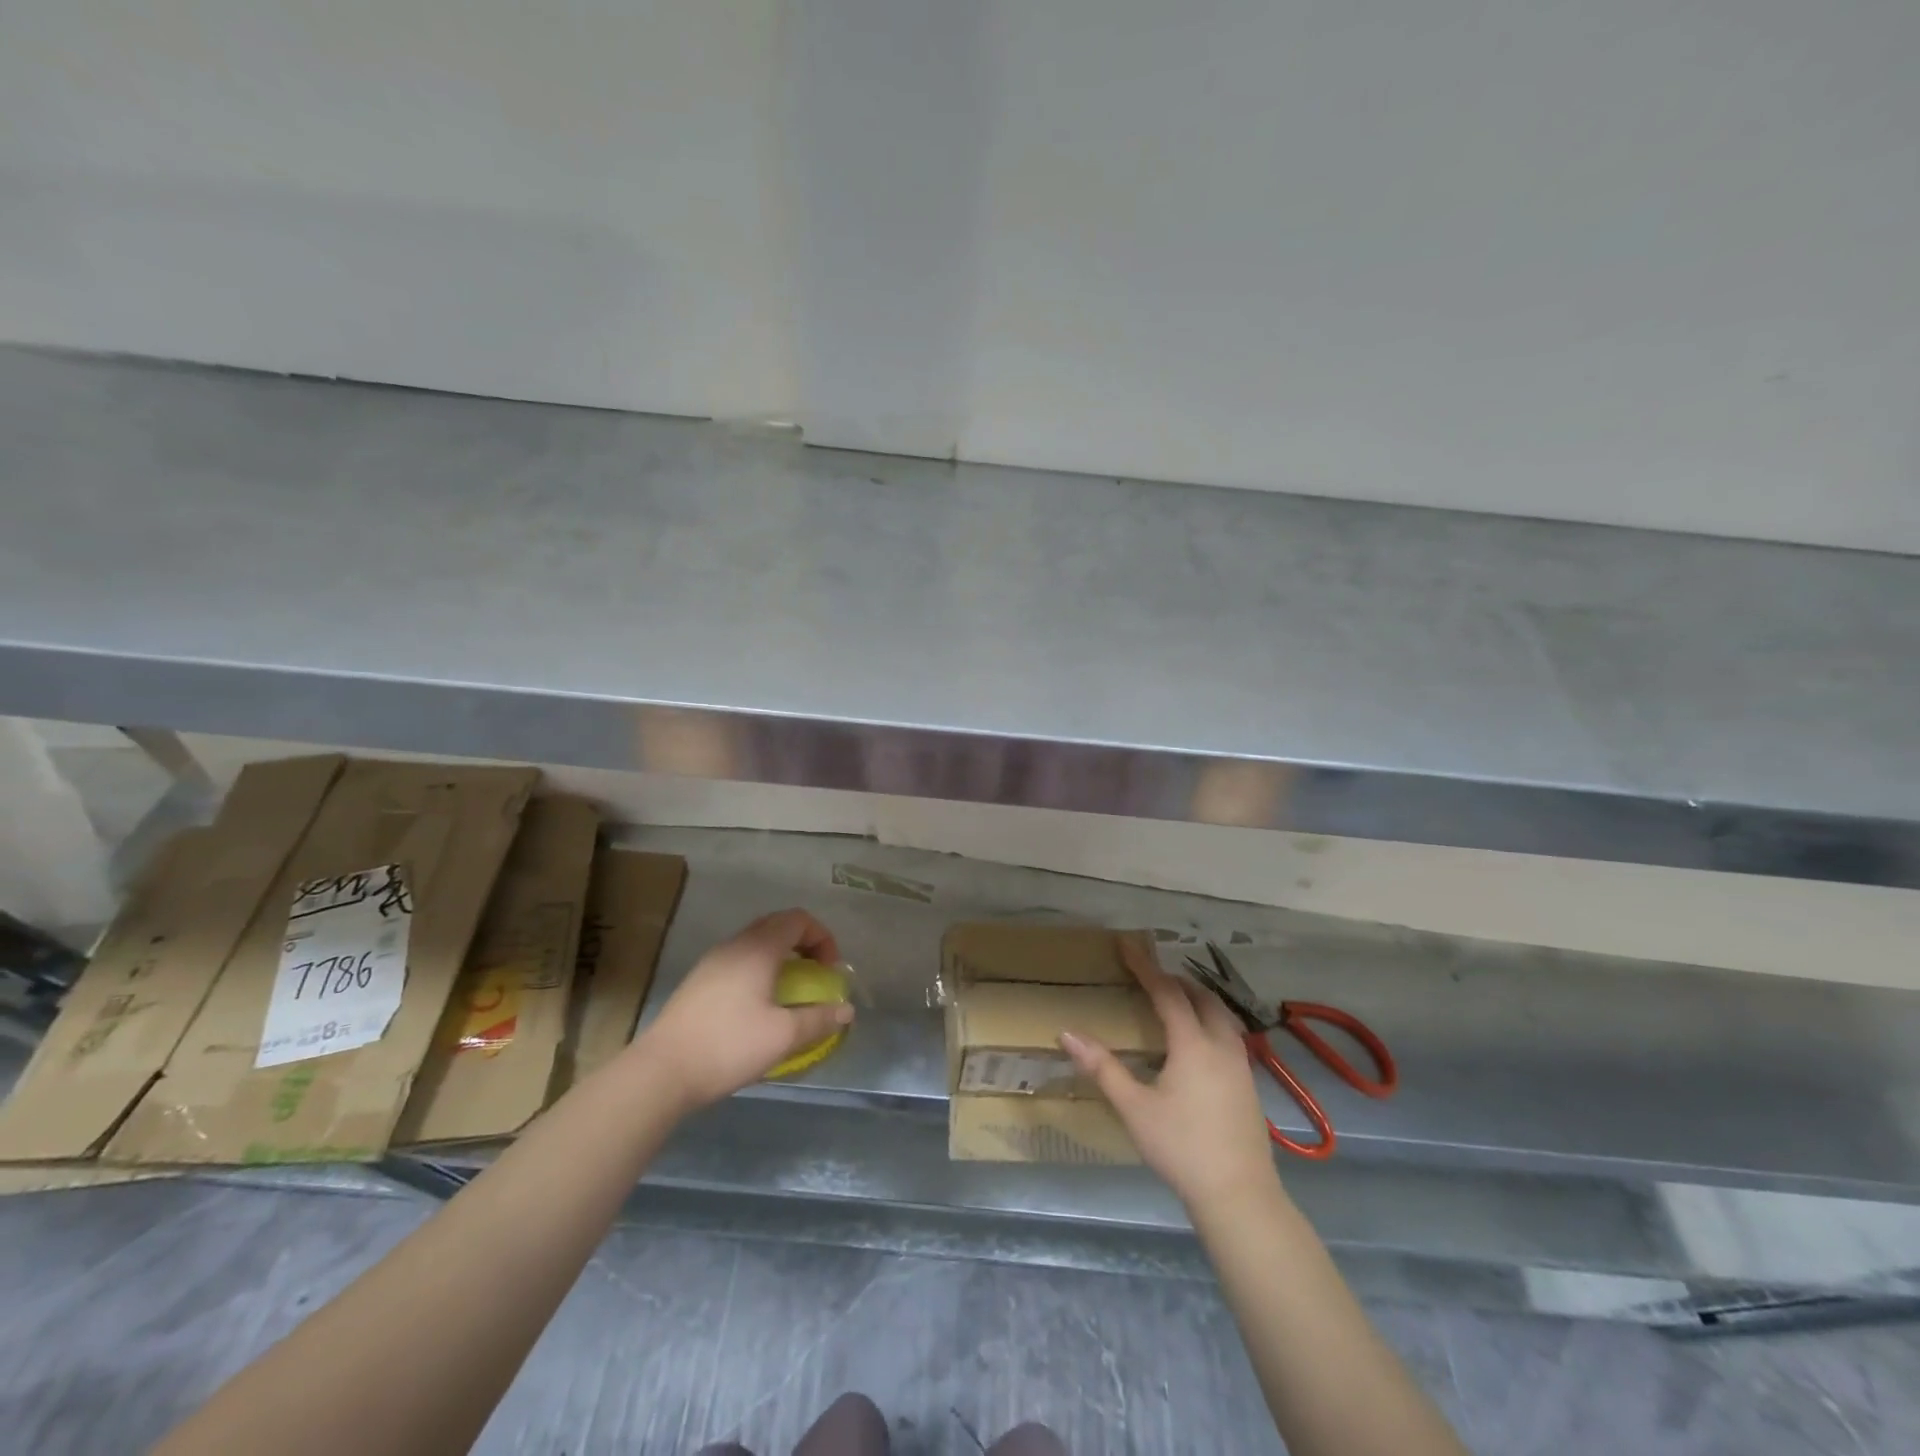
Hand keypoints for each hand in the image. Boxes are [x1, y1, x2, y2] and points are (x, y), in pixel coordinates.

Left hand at [634, 908, 853, 1111]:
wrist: (661, 1072)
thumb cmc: (728, 1045)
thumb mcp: (783, 1036)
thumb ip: (819, 1020)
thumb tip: (846, 1011)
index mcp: (758, 948)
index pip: (798, 919)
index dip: (822, 938)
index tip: (829, 971)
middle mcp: (734, 945)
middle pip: (776, 927)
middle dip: (803, 945)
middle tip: (815, 976)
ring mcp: (712, 962)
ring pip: (755, 944)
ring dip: (780, 959)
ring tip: (789, 993)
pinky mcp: (697, 983)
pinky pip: (738, 962)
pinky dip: (758, 972)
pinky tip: (757, 1008)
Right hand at [1060, 938, 1277, 1209]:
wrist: (1240, 1196)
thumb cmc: (1182, 1147)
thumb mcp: (1134, 1108)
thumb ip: (1102, 1068)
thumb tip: (1067, 1033)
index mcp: (1193, 1043)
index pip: (1166, 992)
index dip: (1145, 967)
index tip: (1126, 945)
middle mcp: (1221, 1044)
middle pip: (1201, 997)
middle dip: (1175, 980)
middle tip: (1149, 976)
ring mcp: (1241, 1065)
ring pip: (1221, 1015)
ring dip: (1197, 999)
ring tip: (1174, 1001)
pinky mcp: (1249, 1085)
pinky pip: (1229, 1035)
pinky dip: (1209, 1021)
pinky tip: (1198, 1043)